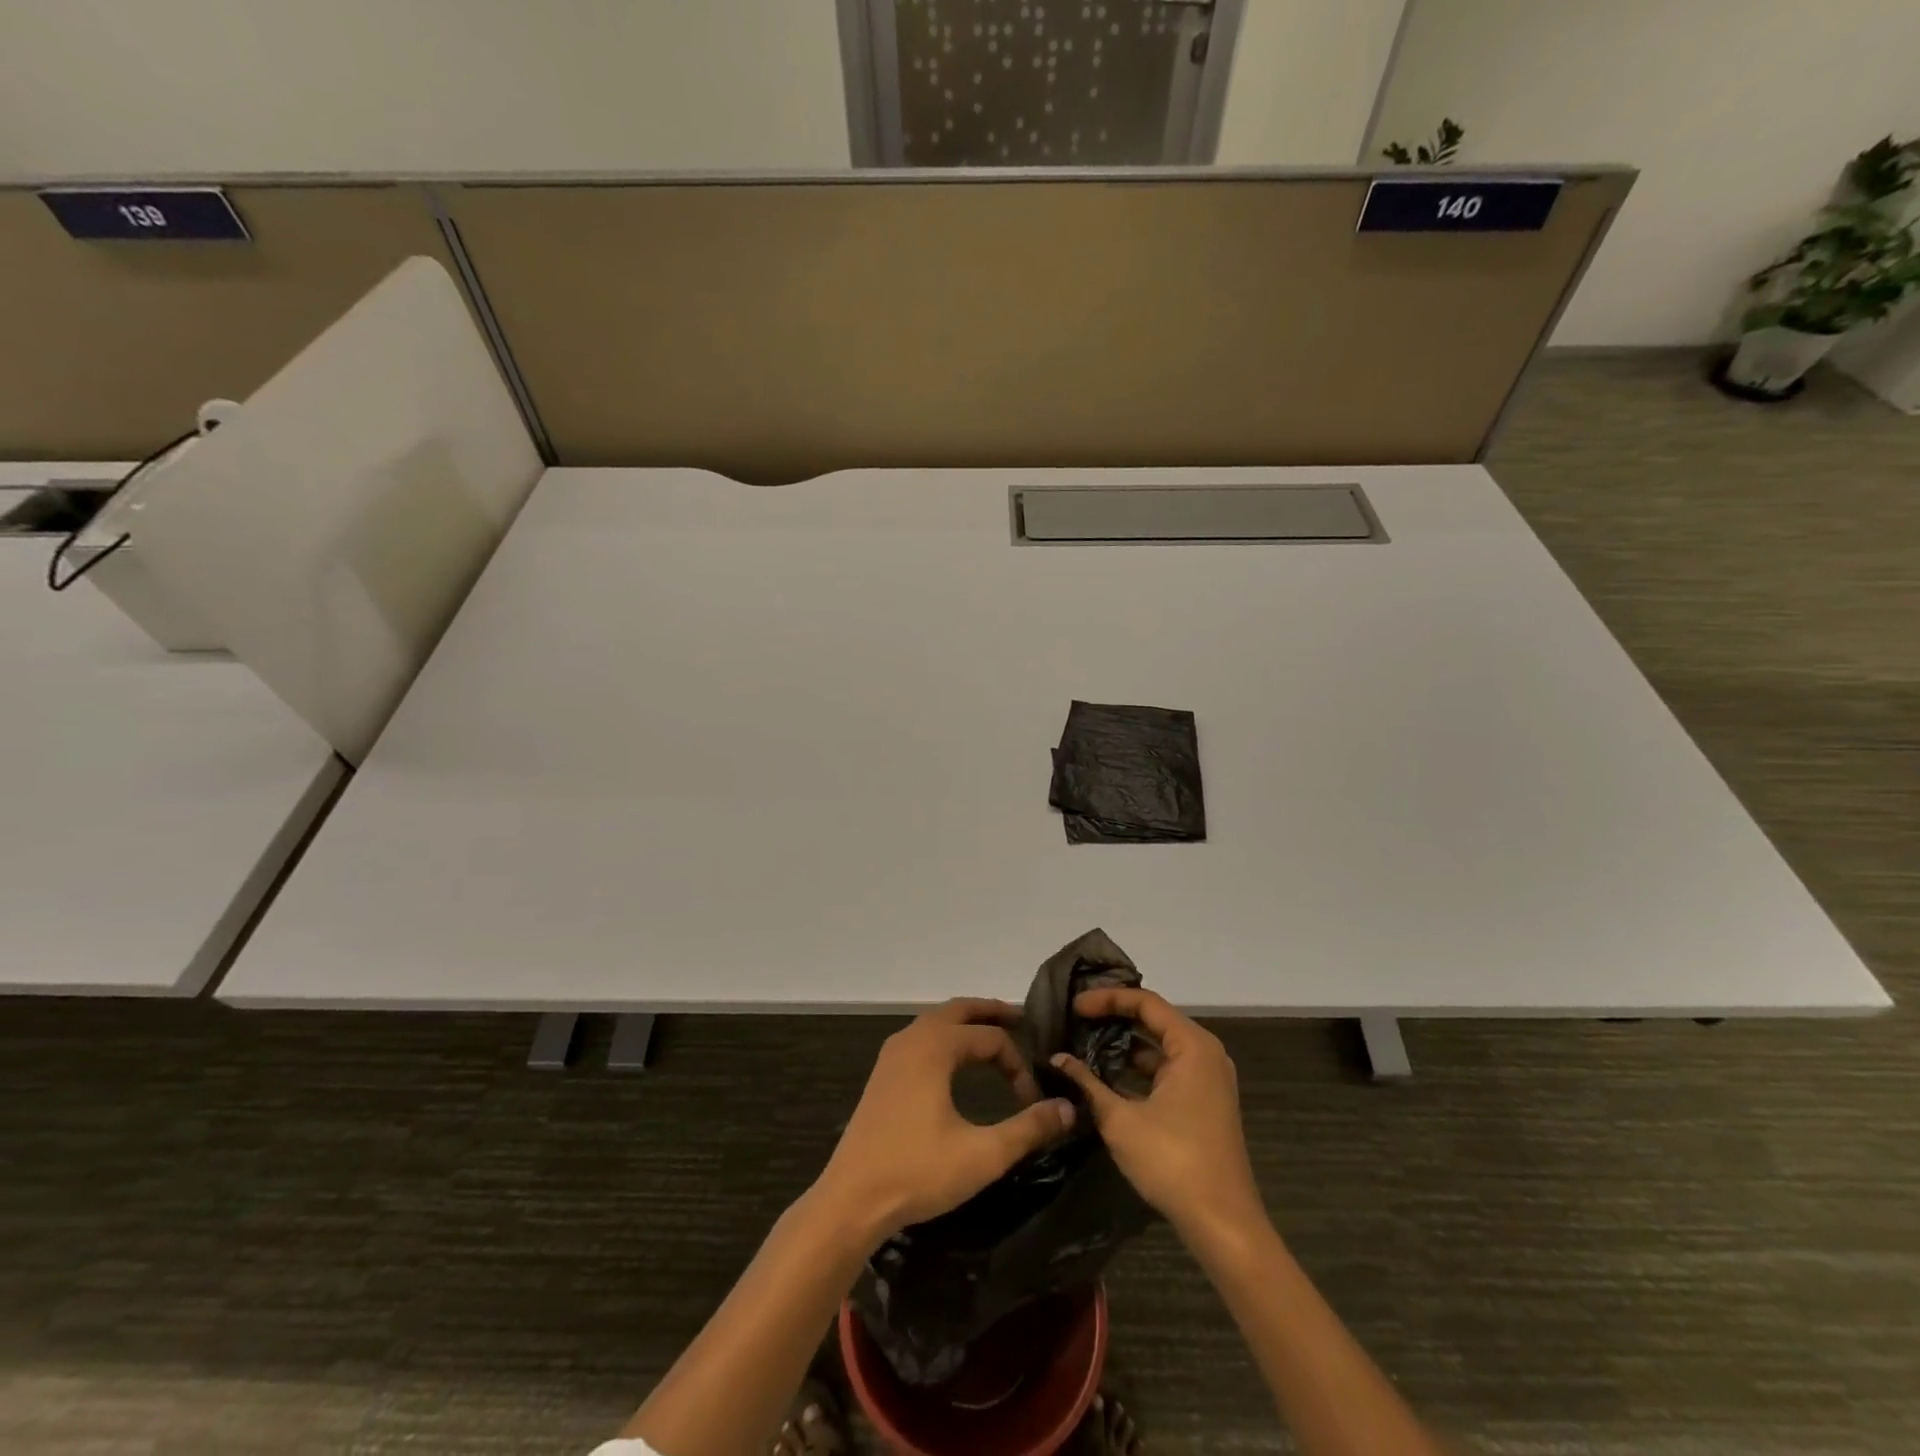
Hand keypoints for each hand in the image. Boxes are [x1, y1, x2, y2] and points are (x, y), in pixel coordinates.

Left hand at [814, 998, 1075, 1244]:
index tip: (1032, 1099)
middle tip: (1023, 1020)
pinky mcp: (884, 1073)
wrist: (852, 1199)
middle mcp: (912, 1038)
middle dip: (992, 1012)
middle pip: (960, 1009)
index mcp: (935, 1047)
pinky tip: (957, 1063)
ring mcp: (893, 1054)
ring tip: (995, 1038)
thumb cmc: (918, 1172)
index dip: (1018, 1063)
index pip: (991, 1037)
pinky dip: (947, 1037)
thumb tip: (1069, 1108)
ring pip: (938, 1021)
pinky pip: (923, 1037)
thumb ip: (1028, 1129)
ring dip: (967, 1023)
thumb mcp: (982, 1154)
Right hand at [1049, 987, 1266, 1249]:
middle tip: (1076, 1018)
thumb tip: (1057, 1058)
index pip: (1146, 1003)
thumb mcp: (1121, 1120)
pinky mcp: (1204, 1102)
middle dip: (1114, 1017)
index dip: (1107, 999)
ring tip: (1084, 1044)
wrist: (1223, 1224)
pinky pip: (1167, 1070)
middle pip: (1155, 1019)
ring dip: (1125, 1046)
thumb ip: (1087, 1084)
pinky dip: (1138, 1069)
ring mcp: (1207, 1079)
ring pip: (1160, 1047)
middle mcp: (1205, 1053)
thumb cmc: (1173, 1161)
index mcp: (1192, 1046)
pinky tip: (1107, 1079)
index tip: (1074, 1006)